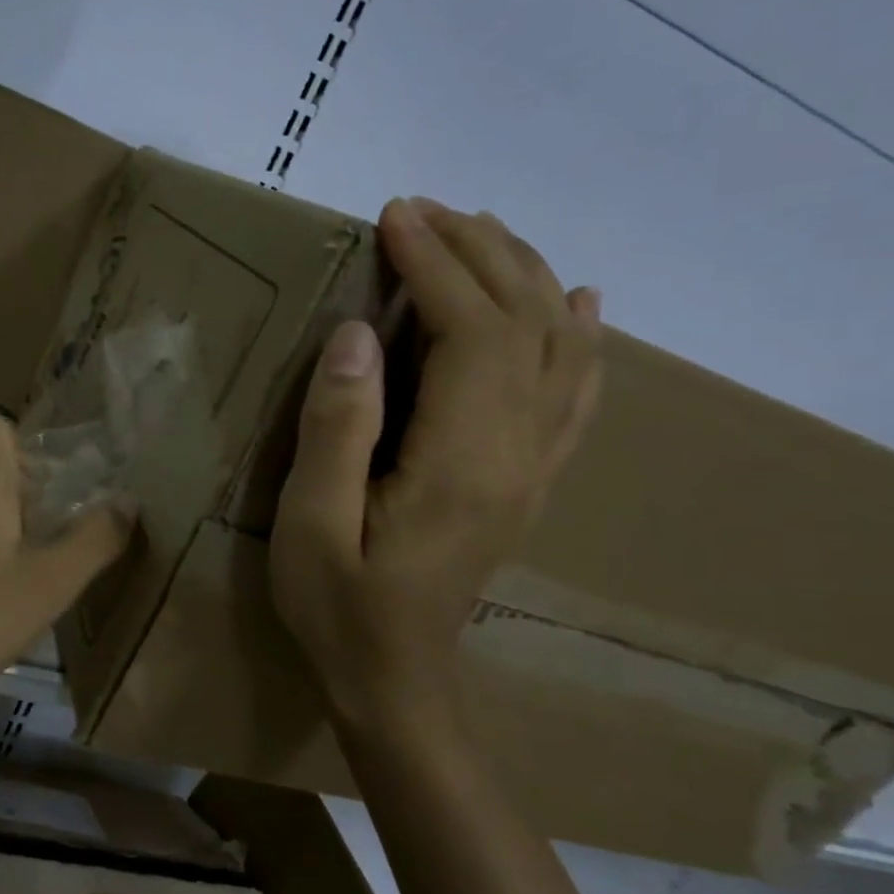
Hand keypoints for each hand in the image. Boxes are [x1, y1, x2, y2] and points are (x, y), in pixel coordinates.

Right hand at [270, 199, 601, 728]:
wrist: (396, 682)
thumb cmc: (339, 606)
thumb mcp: (312, 524)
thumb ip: (337, 430)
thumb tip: (360, 335)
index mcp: (463, 460)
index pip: (472, 331)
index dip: (437, 264)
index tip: (393, 218)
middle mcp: (517, 453)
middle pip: (525, 324)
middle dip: (479, 253)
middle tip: (424, 211)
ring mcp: (534, 468)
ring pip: (559, 348)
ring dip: (525, 277)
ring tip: (483, 232)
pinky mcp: (528, 481)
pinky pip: (574, 396)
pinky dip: (581, 339)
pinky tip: (581, 304)